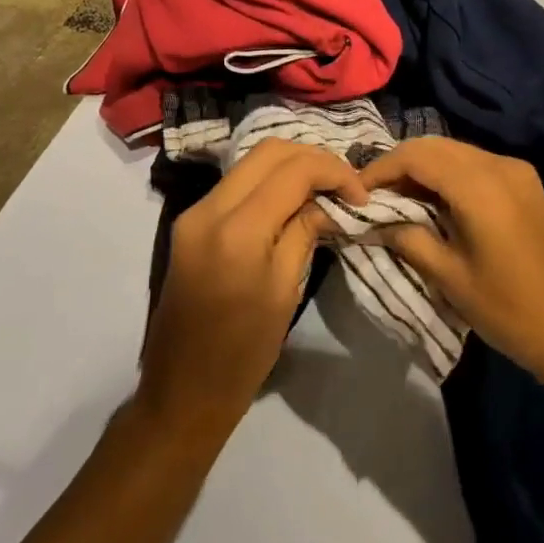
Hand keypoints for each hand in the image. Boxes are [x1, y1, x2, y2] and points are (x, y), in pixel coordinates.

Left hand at [138, 140, 367, 440]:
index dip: (333, 172)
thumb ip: (304, 232)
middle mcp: (208, 208)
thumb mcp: (284, 292)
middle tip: (345, 184)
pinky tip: (293, 200)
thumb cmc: (242, 354)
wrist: (182, 391)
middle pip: (268, 151)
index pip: (293, 171)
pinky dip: (268, 181)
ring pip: (250, 162)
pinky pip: (236, 183)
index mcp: (236, 230)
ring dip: (290, 166)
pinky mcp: (190, 222)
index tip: (362, 194)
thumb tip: (328, 201)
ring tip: (324, 189)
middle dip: (312, 158)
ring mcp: (194, 212)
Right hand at [359, 137, 543, 390]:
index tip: (357, 193)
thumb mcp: (450, 277)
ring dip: (424, 168)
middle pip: (436, 146)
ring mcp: (518, 173)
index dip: (381, 169)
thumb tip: (375, 221)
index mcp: (479, 185)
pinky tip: (435, 203)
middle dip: (400, 165)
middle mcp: (500, 165)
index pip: (416, 155)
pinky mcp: (527, 185)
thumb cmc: (510, 310)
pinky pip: (477, 165)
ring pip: (456, 152)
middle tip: (374, 196)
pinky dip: (449, 175)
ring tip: (398, 200)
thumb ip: (408, 239)